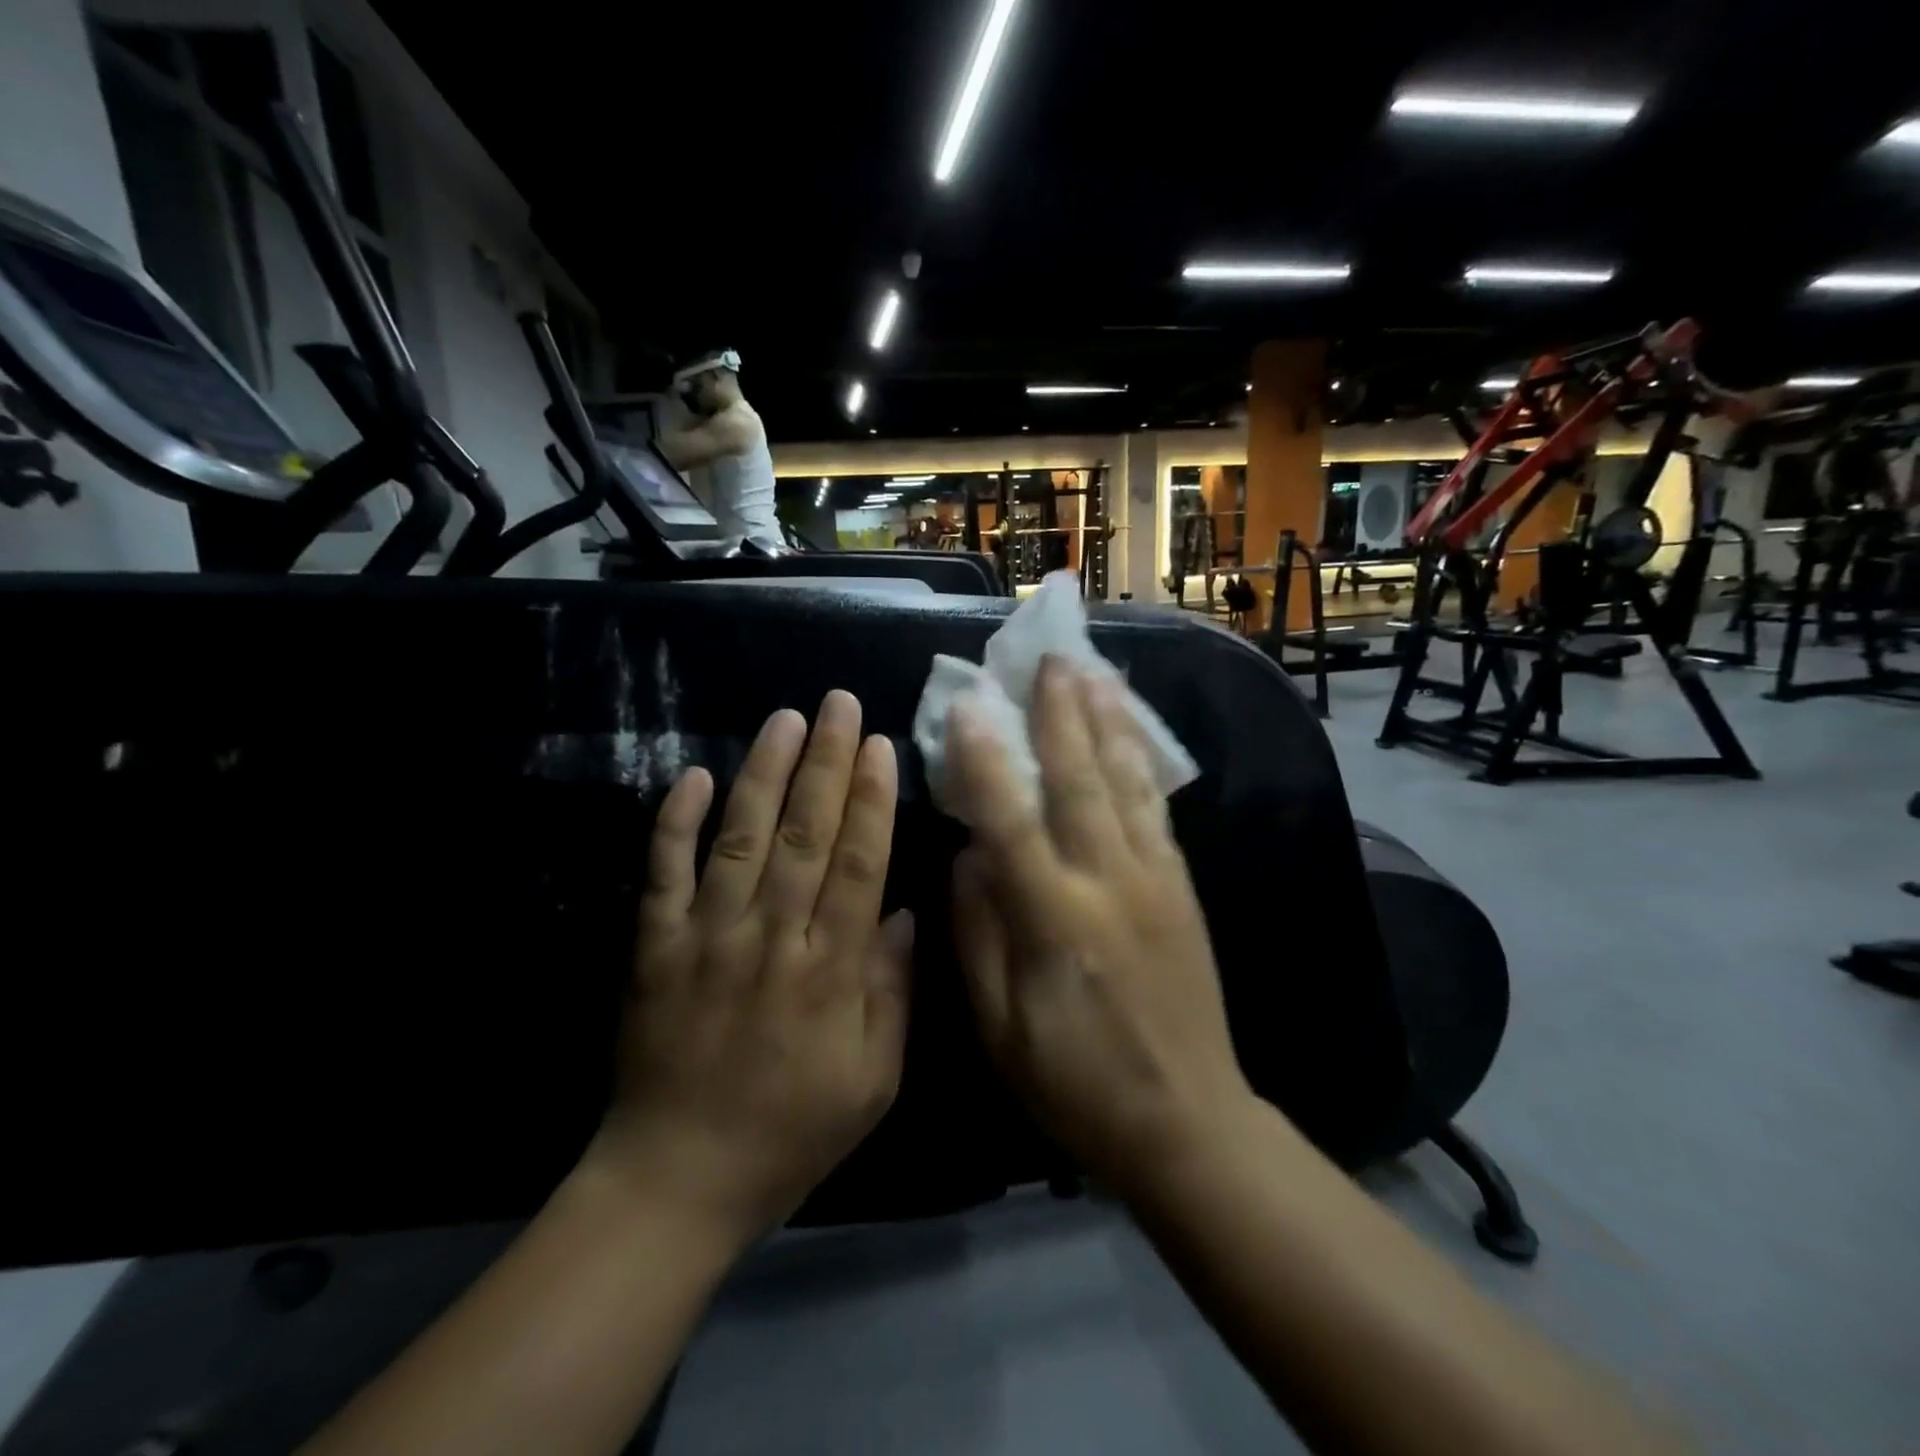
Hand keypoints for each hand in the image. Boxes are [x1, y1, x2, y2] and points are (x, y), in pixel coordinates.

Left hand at [590, 692, 912, 1243]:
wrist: (677, 1178)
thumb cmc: (791, 1130)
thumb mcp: (874, 1081)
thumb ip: (891, 992)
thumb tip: (902, 912)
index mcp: (828, 970)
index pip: (857, 864)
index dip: (870, 799)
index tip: (879, 745)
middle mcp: (769, 937)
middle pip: (805, 835)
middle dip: (825, 763)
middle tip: (838, 704)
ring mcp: (706, 937)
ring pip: (740, 839)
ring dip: (763, 774)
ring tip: (784, 719)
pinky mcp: (654, 947)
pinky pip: (662, 874)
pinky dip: (674, 823)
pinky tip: (690, 775)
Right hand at [948, 658, 1252, 1193]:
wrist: (1187, 1119)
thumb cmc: (1075, 1081)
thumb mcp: (1000, 1027)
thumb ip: (978, 933)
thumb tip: (968, 855)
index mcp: (1055, 920)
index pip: (1011, 821)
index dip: (986, 759)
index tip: (969, 704)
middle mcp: (1109, 883)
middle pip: (1080, 780)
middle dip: (1060, 713)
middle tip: (1048, 656)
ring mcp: (1155, 878)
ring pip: (1127, 781)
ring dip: (1107, 720)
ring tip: (1094, 670)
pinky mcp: (1182, 885)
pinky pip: (1158, 807)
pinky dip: (1142, 758)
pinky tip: (1132, 729)